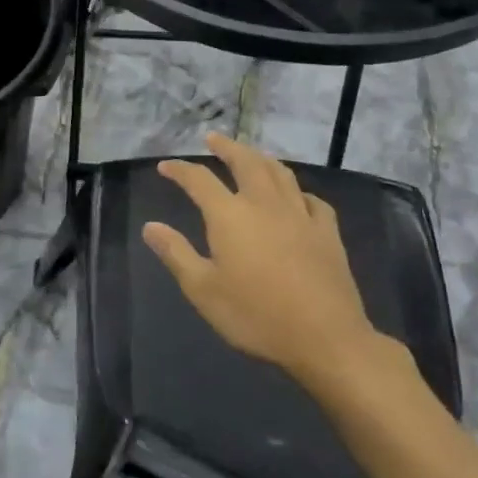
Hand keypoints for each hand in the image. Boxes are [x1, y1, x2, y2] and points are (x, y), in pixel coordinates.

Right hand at [142, 133, 382, 393]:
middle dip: (227, 148)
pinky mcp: (327, 233)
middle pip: (246, 162)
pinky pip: (312, 200)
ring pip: (280, 173)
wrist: (325, 338)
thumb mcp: (203, 290)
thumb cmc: (255, 315)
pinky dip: (297, 191)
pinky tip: (295, 197)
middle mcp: (264, 204)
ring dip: (261, 159)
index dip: (180, 170)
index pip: (199, 180)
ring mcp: (300, 216)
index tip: (165, 166)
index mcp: (230, 215)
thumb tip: (151, 226)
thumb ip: (176, 253)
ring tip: (251, 155)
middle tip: (213, 139)